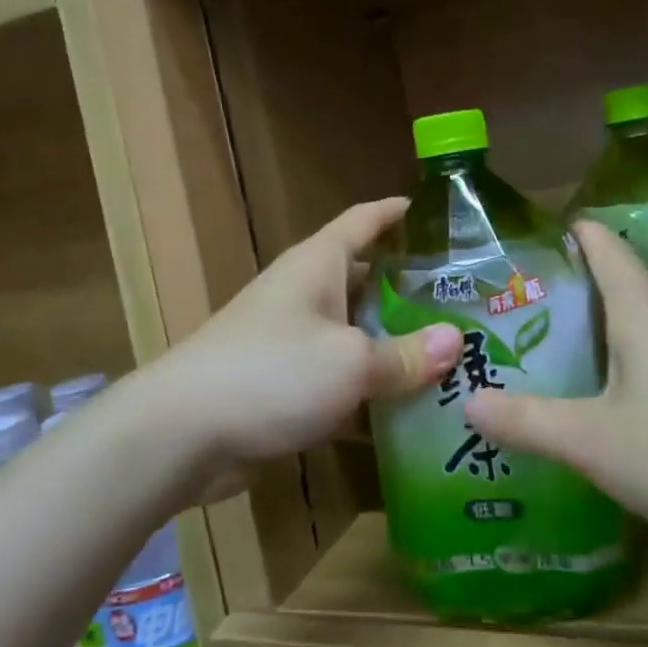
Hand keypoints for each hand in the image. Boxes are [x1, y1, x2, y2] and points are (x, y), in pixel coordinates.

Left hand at [151, 198, 460, 478]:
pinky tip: (407, 409)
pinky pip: (338, 375)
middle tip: (466, 303)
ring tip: (451, 356)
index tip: (438, 214)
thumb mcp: (350, 362)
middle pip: (367, 279)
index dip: (399, 212)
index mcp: (318, 265)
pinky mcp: (283, 383)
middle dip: (412, 289)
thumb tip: (456, 340)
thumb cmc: (271, 373)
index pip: (364, 220)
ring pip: (355, 332)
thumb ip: (404, 354)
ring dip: (394, 344)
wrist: (181, 434)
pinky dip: (368, 387)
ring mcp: (291, 339)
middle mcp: (304, 293)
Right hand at [465, 221, 647, 543]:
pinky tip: (636, 409)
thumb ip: (528, 421)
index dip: (575, 234)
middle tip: (532, 322)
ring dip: (613, 336)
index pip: (605, 247)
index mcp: (645, 311)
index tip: (542, 239)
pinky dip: (646, 366)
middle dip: (580, 297)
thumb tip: (468, 402)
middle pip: (626, 287)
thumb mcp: (594, 442)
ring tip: (574, 365)